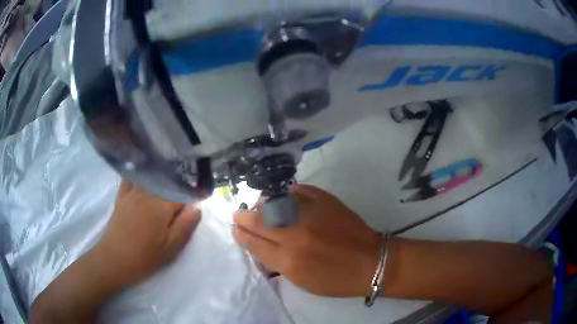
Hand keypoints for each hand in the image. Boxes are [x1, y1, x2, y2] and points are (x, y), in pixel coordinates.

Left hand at [95, 180, 201, 289]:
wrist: (115, 259)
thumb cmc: (145, 257)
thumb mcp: (171, 248)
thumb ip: (185, 226)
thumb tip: (196, 208)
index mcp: (162, 206)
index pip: (182, 193)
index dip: (192, 195)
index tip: (200, 197)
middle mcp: (148, 193)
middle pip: (166, 182)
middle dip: (177, 184)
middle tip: (185, 192)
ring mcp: (132, 192)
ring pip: (150, 177)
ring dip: (161, 175)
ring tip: (168, 178)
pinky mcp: (122, 196)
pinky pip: (131, 177)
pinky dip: (138, 173)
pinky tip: (143, 172)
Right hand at [232, 184, 380, 296]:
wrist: (370, 261)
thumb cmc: (335, 279)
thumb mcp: (301, 280)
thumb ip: (277, 262)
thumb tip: (260, 244)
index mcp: (289, 261)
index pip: (254, 244)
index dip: (241, 235)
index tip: (235, 229)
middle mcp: (295, 235)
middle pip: (259, 221)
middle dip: (243, 217)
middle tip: (238, 214)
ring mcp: (310, 214)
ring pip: (274, 202)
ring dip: (261, 203)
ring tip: (258, 205)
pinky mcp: (325, 200)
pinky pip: (297, 190)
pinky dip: (285, 193)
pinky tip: (281, 197)